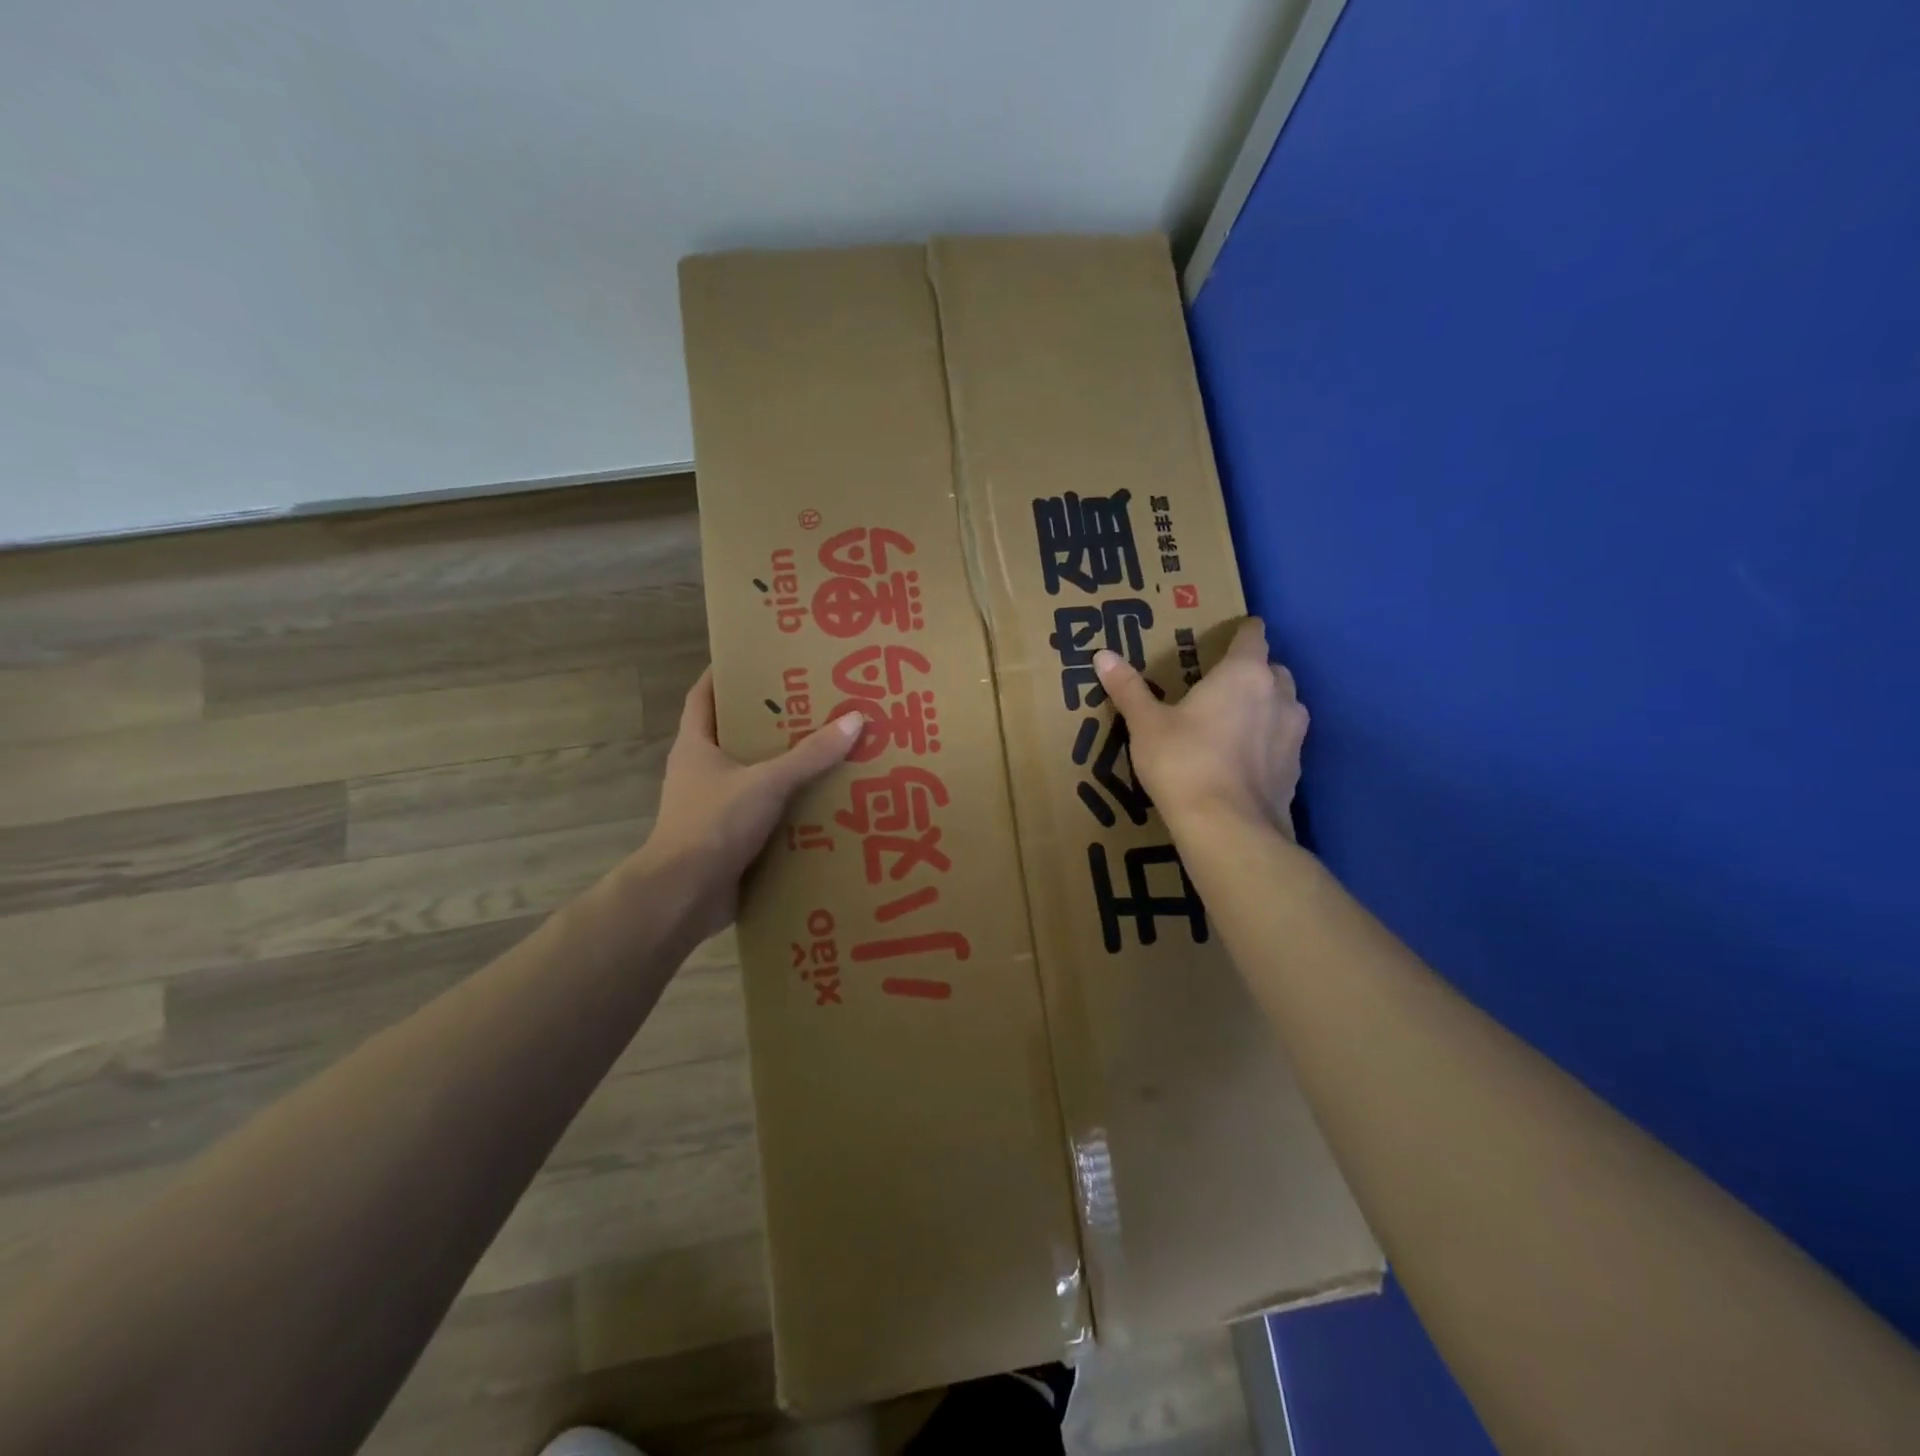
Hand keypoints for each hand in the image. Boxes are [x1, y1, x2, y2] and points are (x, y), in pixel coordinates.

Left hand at [636, 668, 862, 937]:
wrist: (683, 895)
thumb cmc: (713, 824)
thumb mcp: (766, 782)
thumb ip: (810, 755)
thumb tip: (855, 720)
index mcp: (696, 746)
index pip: (703, 696)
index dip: (725, 674)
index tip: (758, 659)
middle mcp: (701, 771)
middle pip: (736, 735)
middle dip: (771, 721)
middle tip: (814, 704)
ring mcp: (713, 807)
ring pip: (753, 776)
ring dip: (785, 767)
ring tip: (829, 750)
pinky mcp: (728, 839)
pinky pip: (764, 813)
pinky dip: (788, 808)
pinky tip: (823, 804)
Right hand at [1094, 617, 1307, 840]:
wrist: (1227, 828)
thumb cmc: (1183, 762)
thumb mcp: (1146, 725)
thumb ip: (1128, 688)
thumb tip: (1102, 655)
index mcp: (1244, 673)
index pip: (1253, 635)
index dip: (1242, 631)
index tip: (1228, 634)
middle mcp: (1278, 695)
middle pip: (1273, 669)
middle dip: (1253, 671)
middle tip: (1221, 684)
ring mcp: (1294, 734)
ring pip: (1285, 706)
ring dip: (1266, 706)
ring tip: (1233, 722)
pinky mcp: (1296, 769)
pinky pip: (1284, 742)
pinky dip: (1268, 742)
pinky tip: (1242, 760)